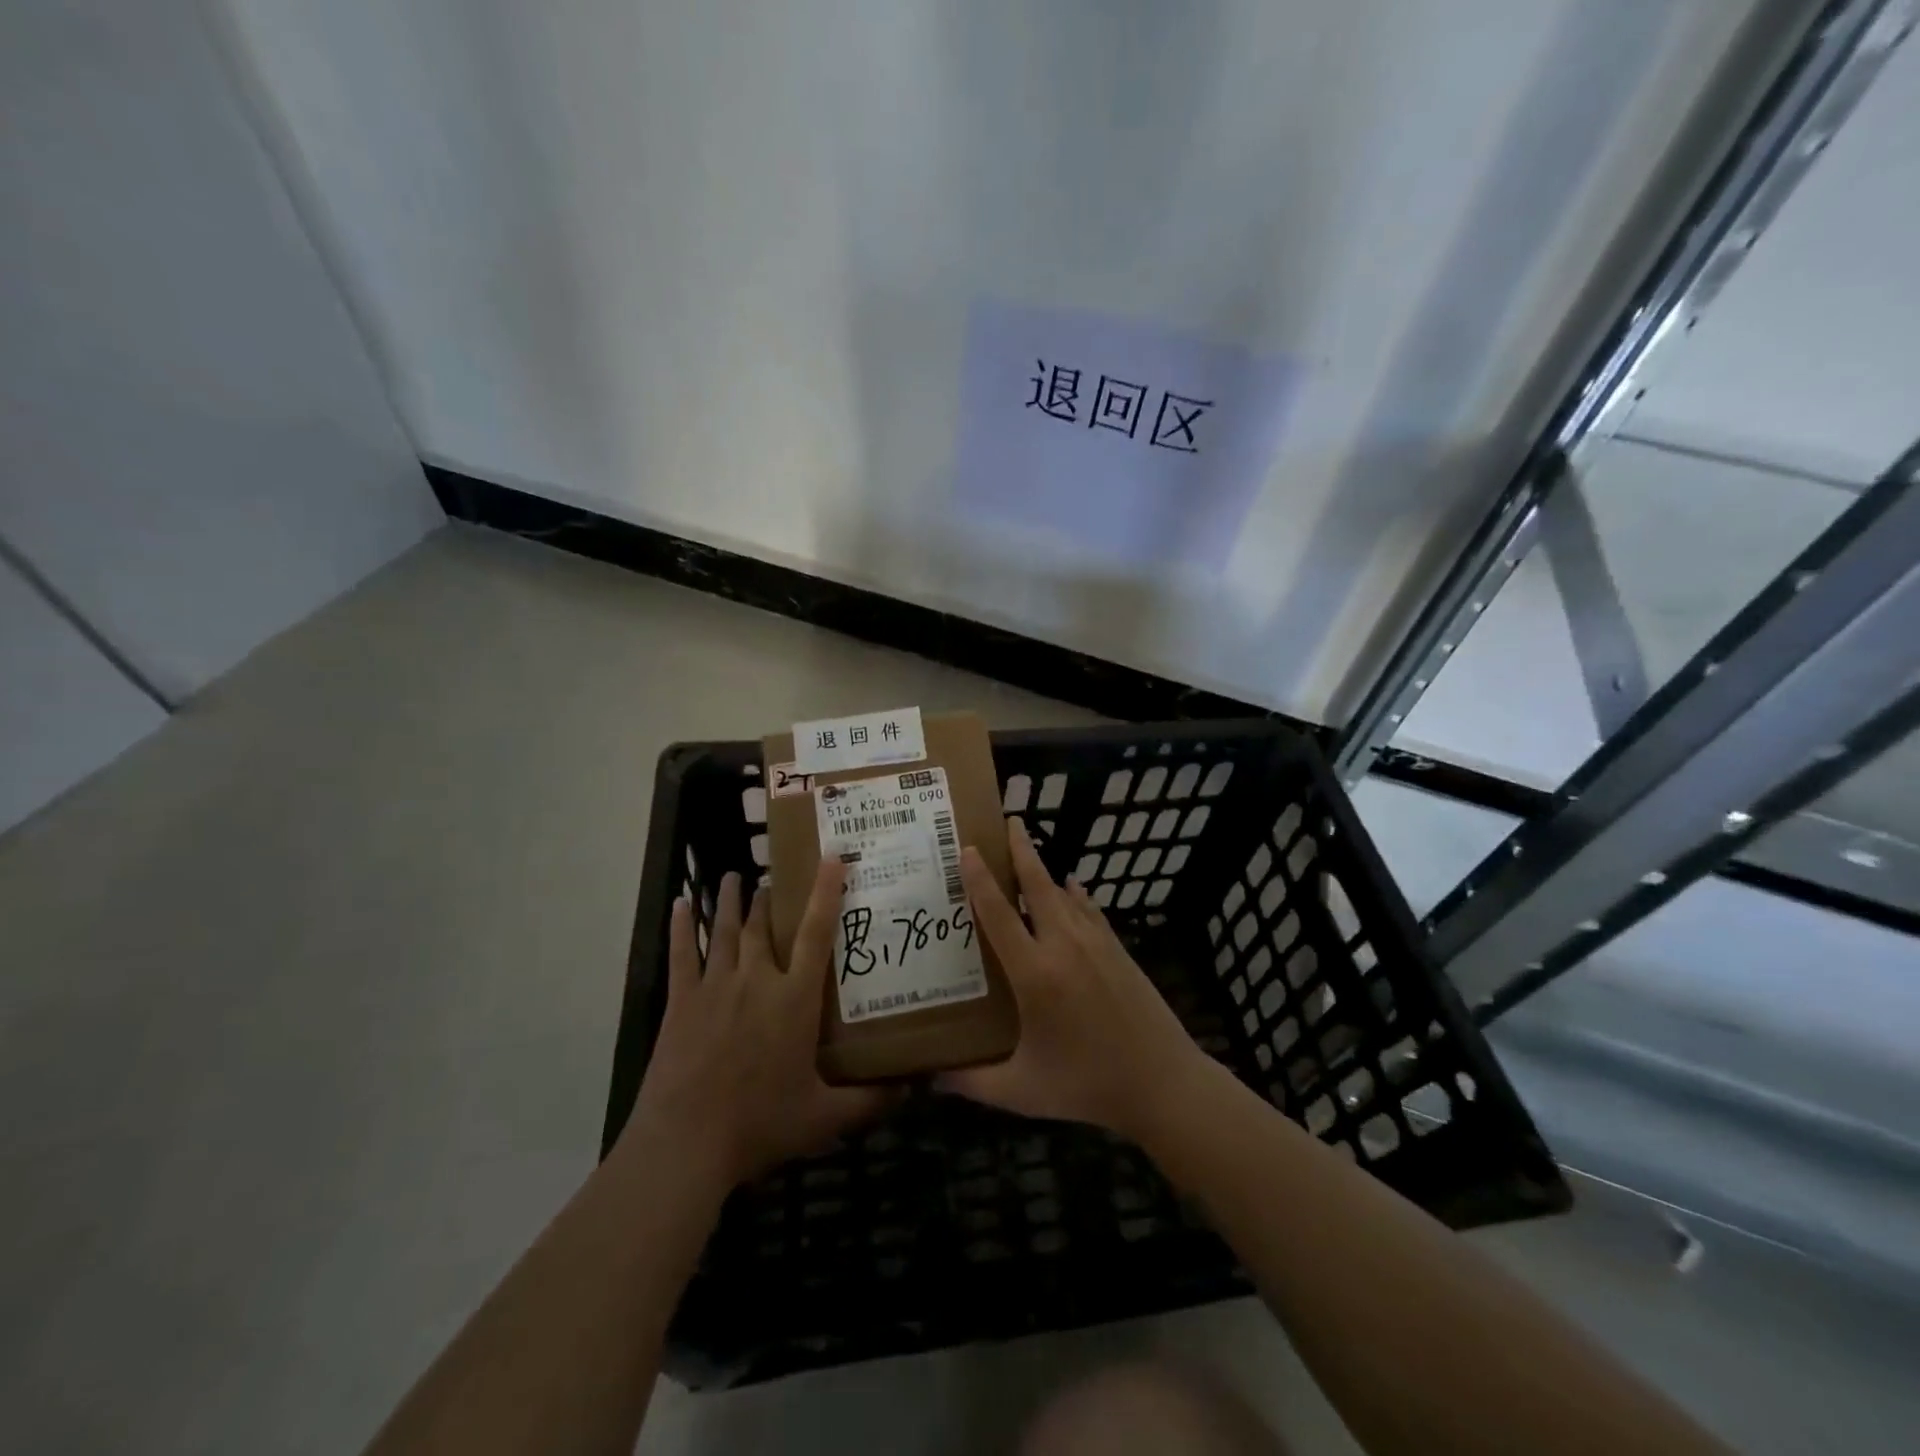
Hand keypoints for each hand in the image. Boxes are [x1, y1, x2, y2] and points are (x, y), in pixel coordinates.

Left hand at [621, 861, 889, 1191]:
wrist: (686, 1143)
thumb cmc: (759, 1124)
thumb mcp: (823, 1118)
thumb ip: (869, 1101)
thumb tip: (913, 1088)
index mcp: (794, 999)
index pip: (816, 933)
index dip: (825, 892)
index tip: (831, 857)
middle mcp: (757, 980)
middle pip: (764, 926)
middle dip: (769, 898)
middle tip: (773, 880)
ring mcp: (715, 987)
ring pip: (725, 931)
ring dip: (729, 901)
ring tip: (733, 877)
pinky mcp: (681, 1002)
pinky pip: (682, 955)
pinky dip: (681, 927)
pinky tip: (679, 904)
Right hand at [939, 817, 1210, 1140]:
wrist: (1163, 1082)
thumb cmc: (1087, 1085)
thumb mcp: (1022, 1091)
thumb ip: (972, 1082)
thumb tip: (928, 1077)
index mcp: (1034, 974)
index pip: (999, 914)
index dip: (980, 879)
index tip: (968, 849)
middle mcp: (1063, 946)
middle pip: (1037, 885)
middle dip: (1021, 850)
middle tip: (1009, 820)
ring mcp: (1096, 944)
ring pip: (1064, 892)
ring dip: (1044, 867)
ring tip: (1028, 847)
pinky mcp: (1118, 950)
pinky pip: (1089, 909)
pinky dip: (1075, 893)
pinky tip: (1071, 886)